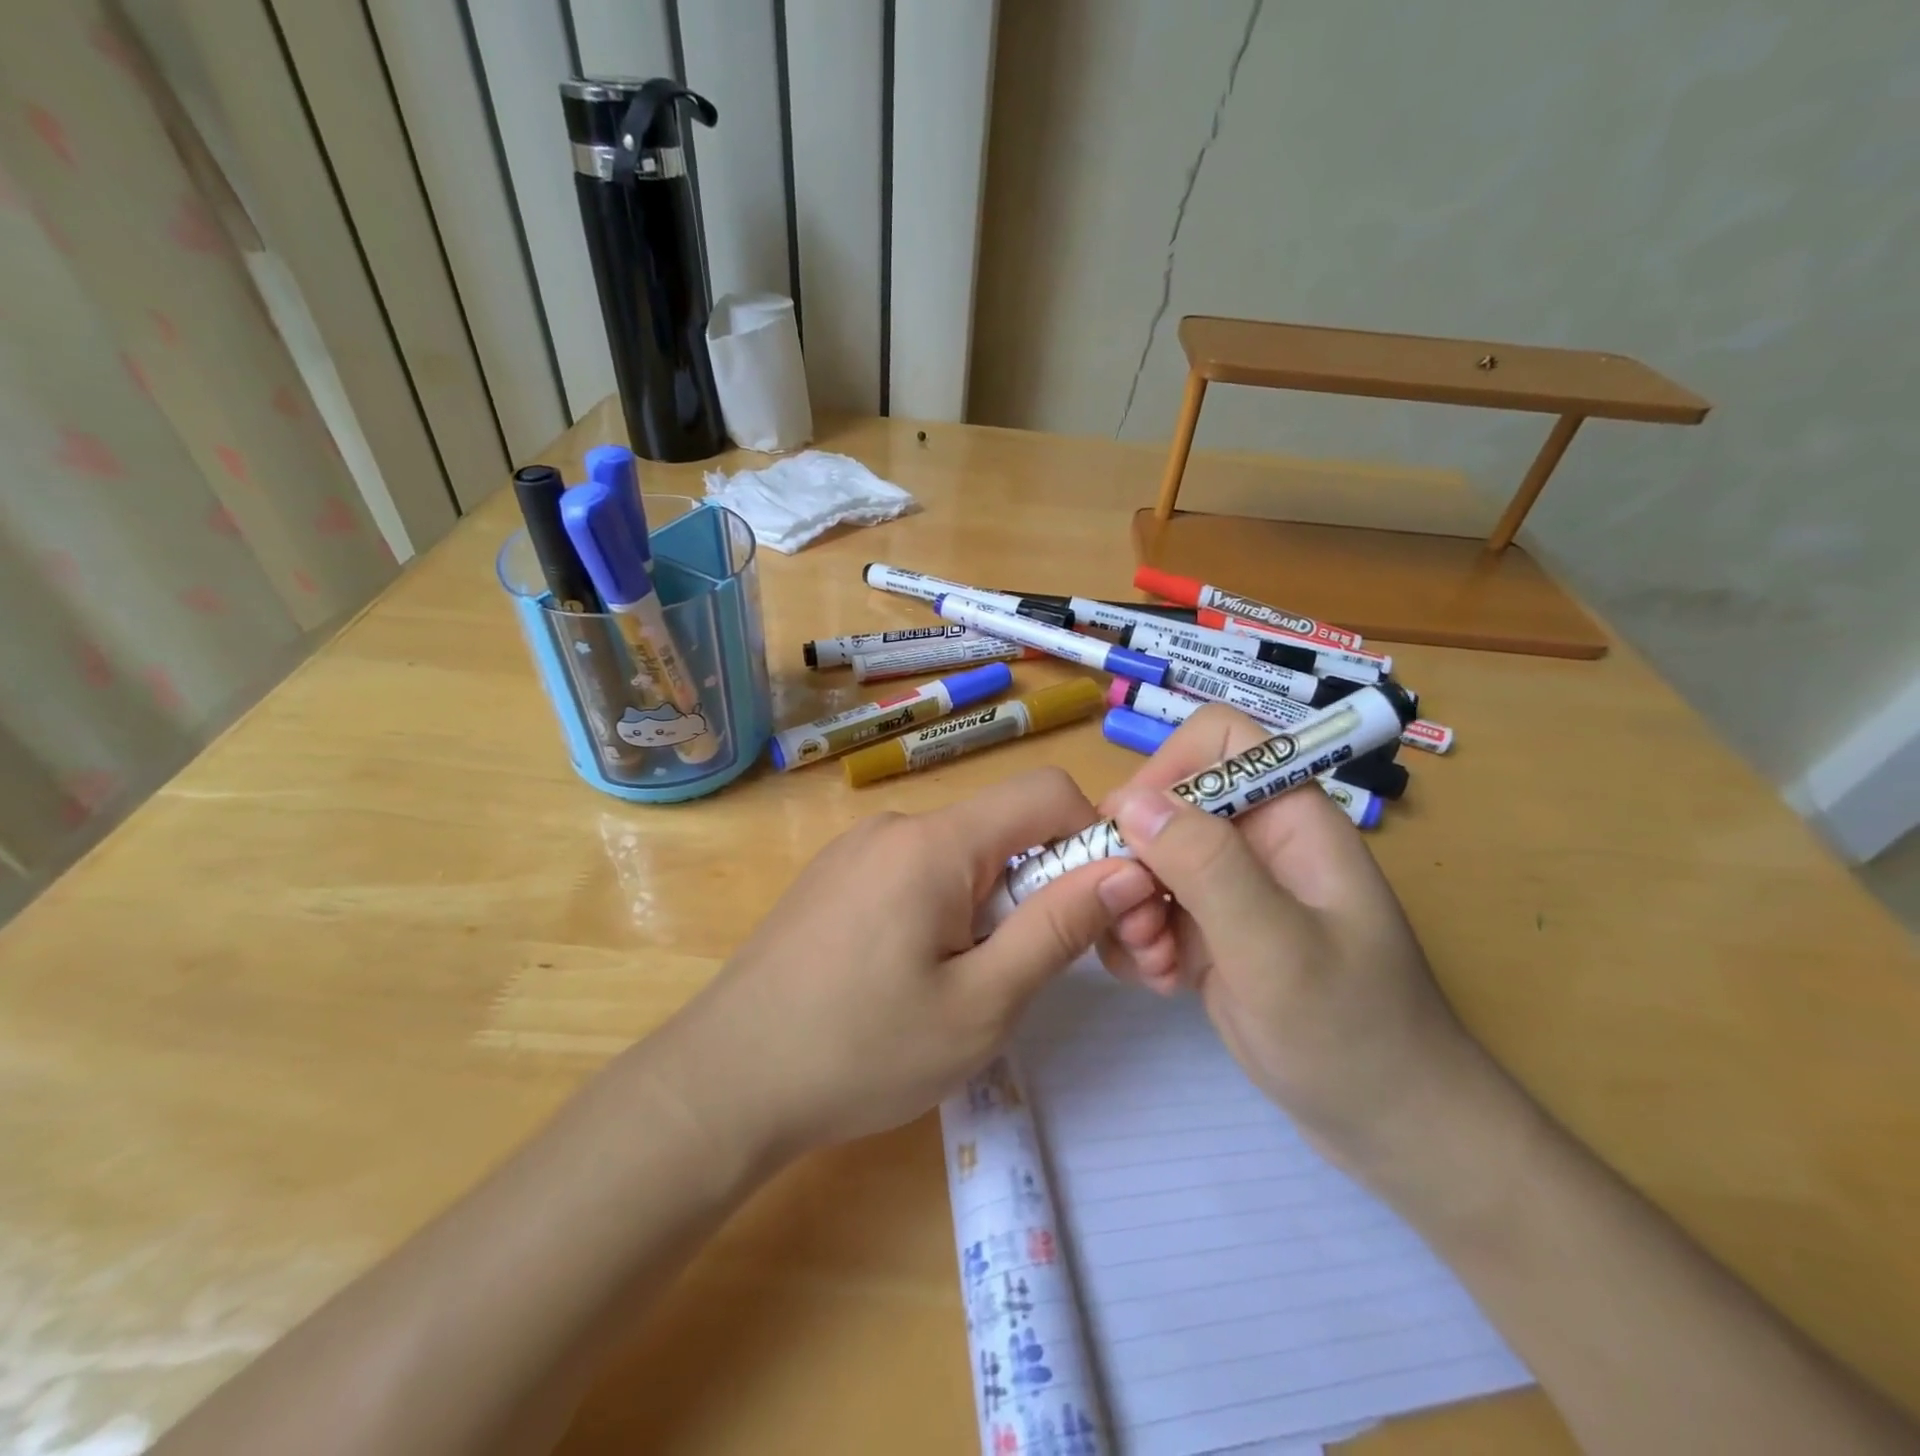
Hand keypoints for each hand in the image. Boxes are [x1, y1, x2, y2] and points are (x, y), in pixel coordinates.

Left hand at [650, 767, 1160, 1159]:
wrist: (723, 1082)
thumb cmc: (861, 1052)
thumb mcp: (981, 1004)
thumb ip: (1058, 928)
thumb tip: (1127, 870)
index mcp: (935, 842)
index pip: (1046, 792)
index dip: (1093, 838)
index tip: (1099, 911)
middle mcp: (896, 825)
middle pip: (1002, 827)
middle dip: (1041, 884)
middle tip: (1033, 970)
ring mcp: (858, 849)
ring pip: (961, 853)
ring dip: (992, 903)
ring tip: (966, 984)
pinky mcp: (836, 877)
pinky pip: (917, 870)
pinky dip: (946, 907)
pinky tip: (914, 974)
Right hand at [1096, 704, 1486, 1174]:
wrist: (1391, 1129)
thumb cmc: (1352, 1032)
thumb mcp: (1276, 946)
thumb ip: (1206, 865)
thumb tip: (1130, 800)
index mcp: (1291, 818)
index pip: (1218, 740)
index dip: (1169, 768)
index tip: (1131, 832)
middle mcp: (1257, 842)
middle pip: (1168, 805)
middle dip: (1137, 859)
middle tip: (1137, 921)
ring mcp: (1232, 890)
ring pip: (1149, 860)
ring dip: (1133, 908)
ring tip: (1156, 965)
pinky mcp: (1213, 933)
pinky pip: (1152, 909)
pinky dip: (1142, 940)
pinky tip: (1162, 982)